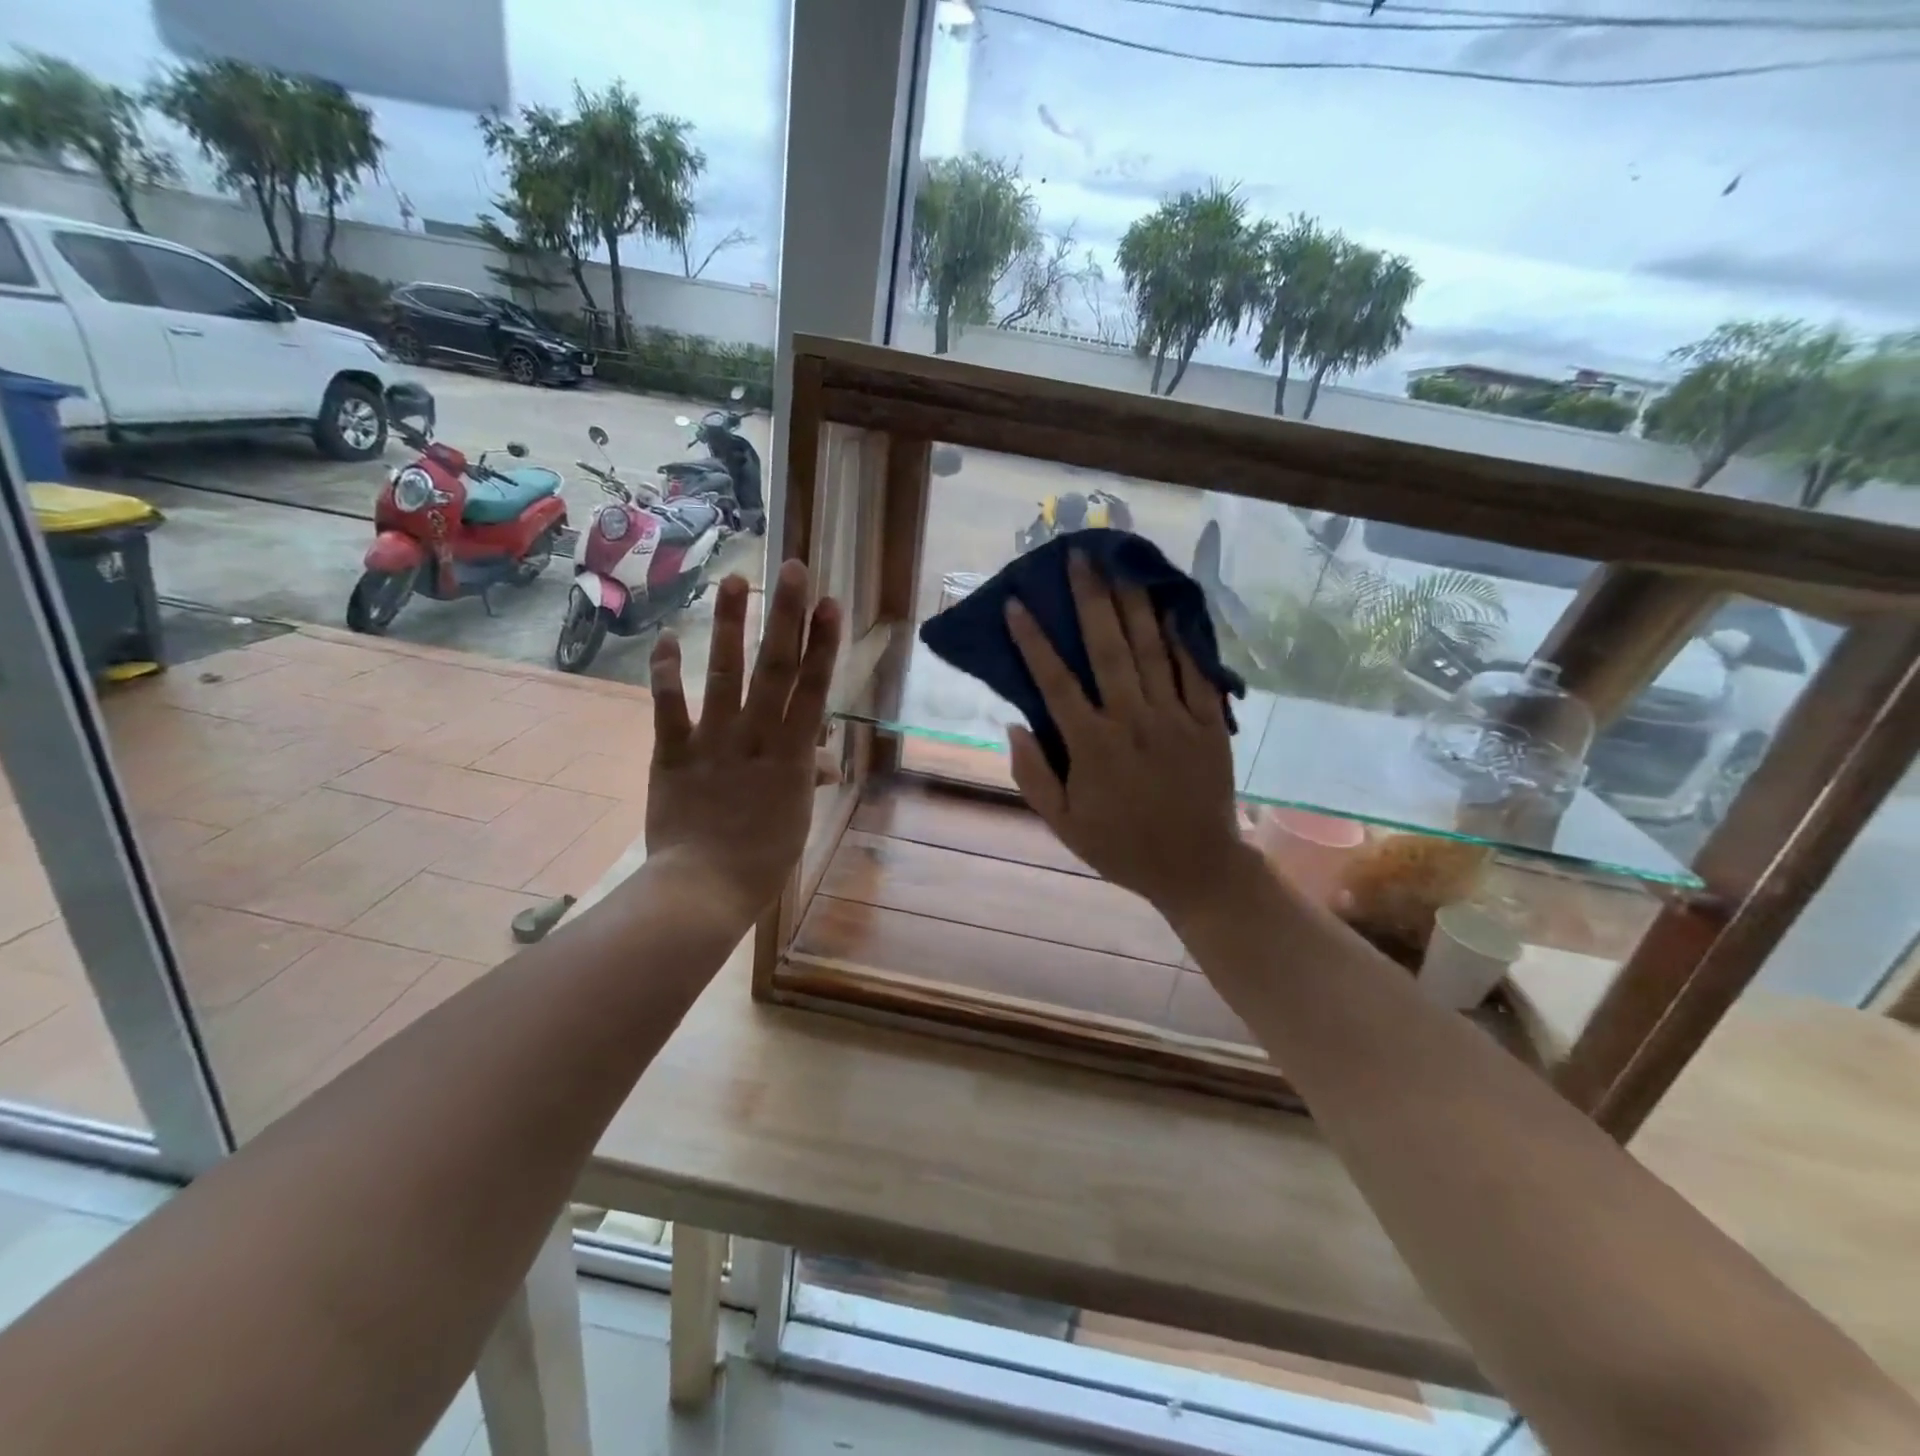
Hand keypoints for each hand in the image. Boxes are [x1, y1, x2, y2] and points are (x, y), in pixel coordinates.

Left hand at [645, 560, 841, 931]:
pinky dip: (666, 673)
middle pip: (776, 668)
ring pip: (725, 676)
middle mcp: (757, 738)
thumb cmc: (761, 859)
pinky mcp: (673, 753)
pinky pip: (669, 708)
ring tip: (734, 582)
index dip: (823, 643)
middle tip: (792, 568)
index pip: (813, 688)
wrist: (703, 889)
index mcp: (793, 755)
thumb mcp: (796, 818)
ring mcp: (713, 742)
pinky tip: (668, 638)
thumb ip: (806, 779)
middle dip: (787, 616)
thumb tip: (823, 759)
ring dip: (732, 627)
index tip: (829, 603)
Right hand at [1005, 551, 1251, 925]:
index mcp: (1092, 747)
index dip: (1032, 641)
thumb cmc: (1121, 846)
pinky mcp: (1209, 724)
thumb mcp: (1062, 824)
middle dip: (1091, 599)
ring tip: (1121, 564)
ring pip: (1152, 650)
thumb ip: (1033, 775)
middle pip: (1108, 649)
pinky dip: (1183, 637)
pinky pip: (1195, 672)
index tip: (1015, 604)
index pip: (1055, 683)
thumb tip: (1014, 723)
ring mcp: (1175, 719)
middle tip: (1079, 556)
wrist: (1196, 867)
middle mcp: (1133, 722)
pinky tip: (1171, 606)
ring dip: (1134, 603)